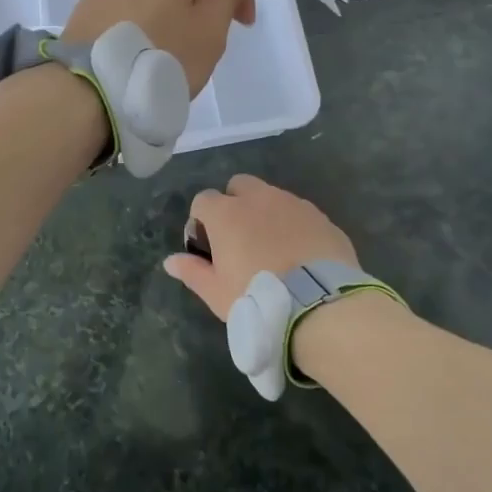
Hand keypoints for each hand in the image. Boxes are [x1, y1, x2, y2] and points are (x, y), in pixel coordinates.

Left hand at [62, 0, 266, 94]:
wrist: (89, 93)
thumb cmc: (161, 57)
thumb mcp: (209, 26)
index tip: (242, 22)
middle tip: (208, 40)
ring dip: (171, 10)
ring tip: (173, 50)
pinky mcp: (84, 9)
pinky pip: (126, 6)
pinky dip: (143, 21)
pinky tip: (144, 52)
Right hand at [161, 175, 358, 321]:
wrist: (320, 305)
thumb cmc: (258, 297)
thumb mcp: (217, 293)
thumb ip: (192, 272)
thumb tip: (170, 261)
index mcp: (227, 213)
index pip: (203, 200)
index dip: (202, 221)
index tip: (209, 247)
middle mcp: (258, 198)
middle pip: (239, 186)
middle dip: (235, 204)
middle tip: (240, 240)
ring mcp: (293, 204)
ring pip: (272, 197)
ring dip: (266, 214)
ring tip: (274, 249)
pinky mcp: (321, 217)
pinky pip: (300, 213)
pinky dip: (294, 226)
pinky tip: (300, 255)